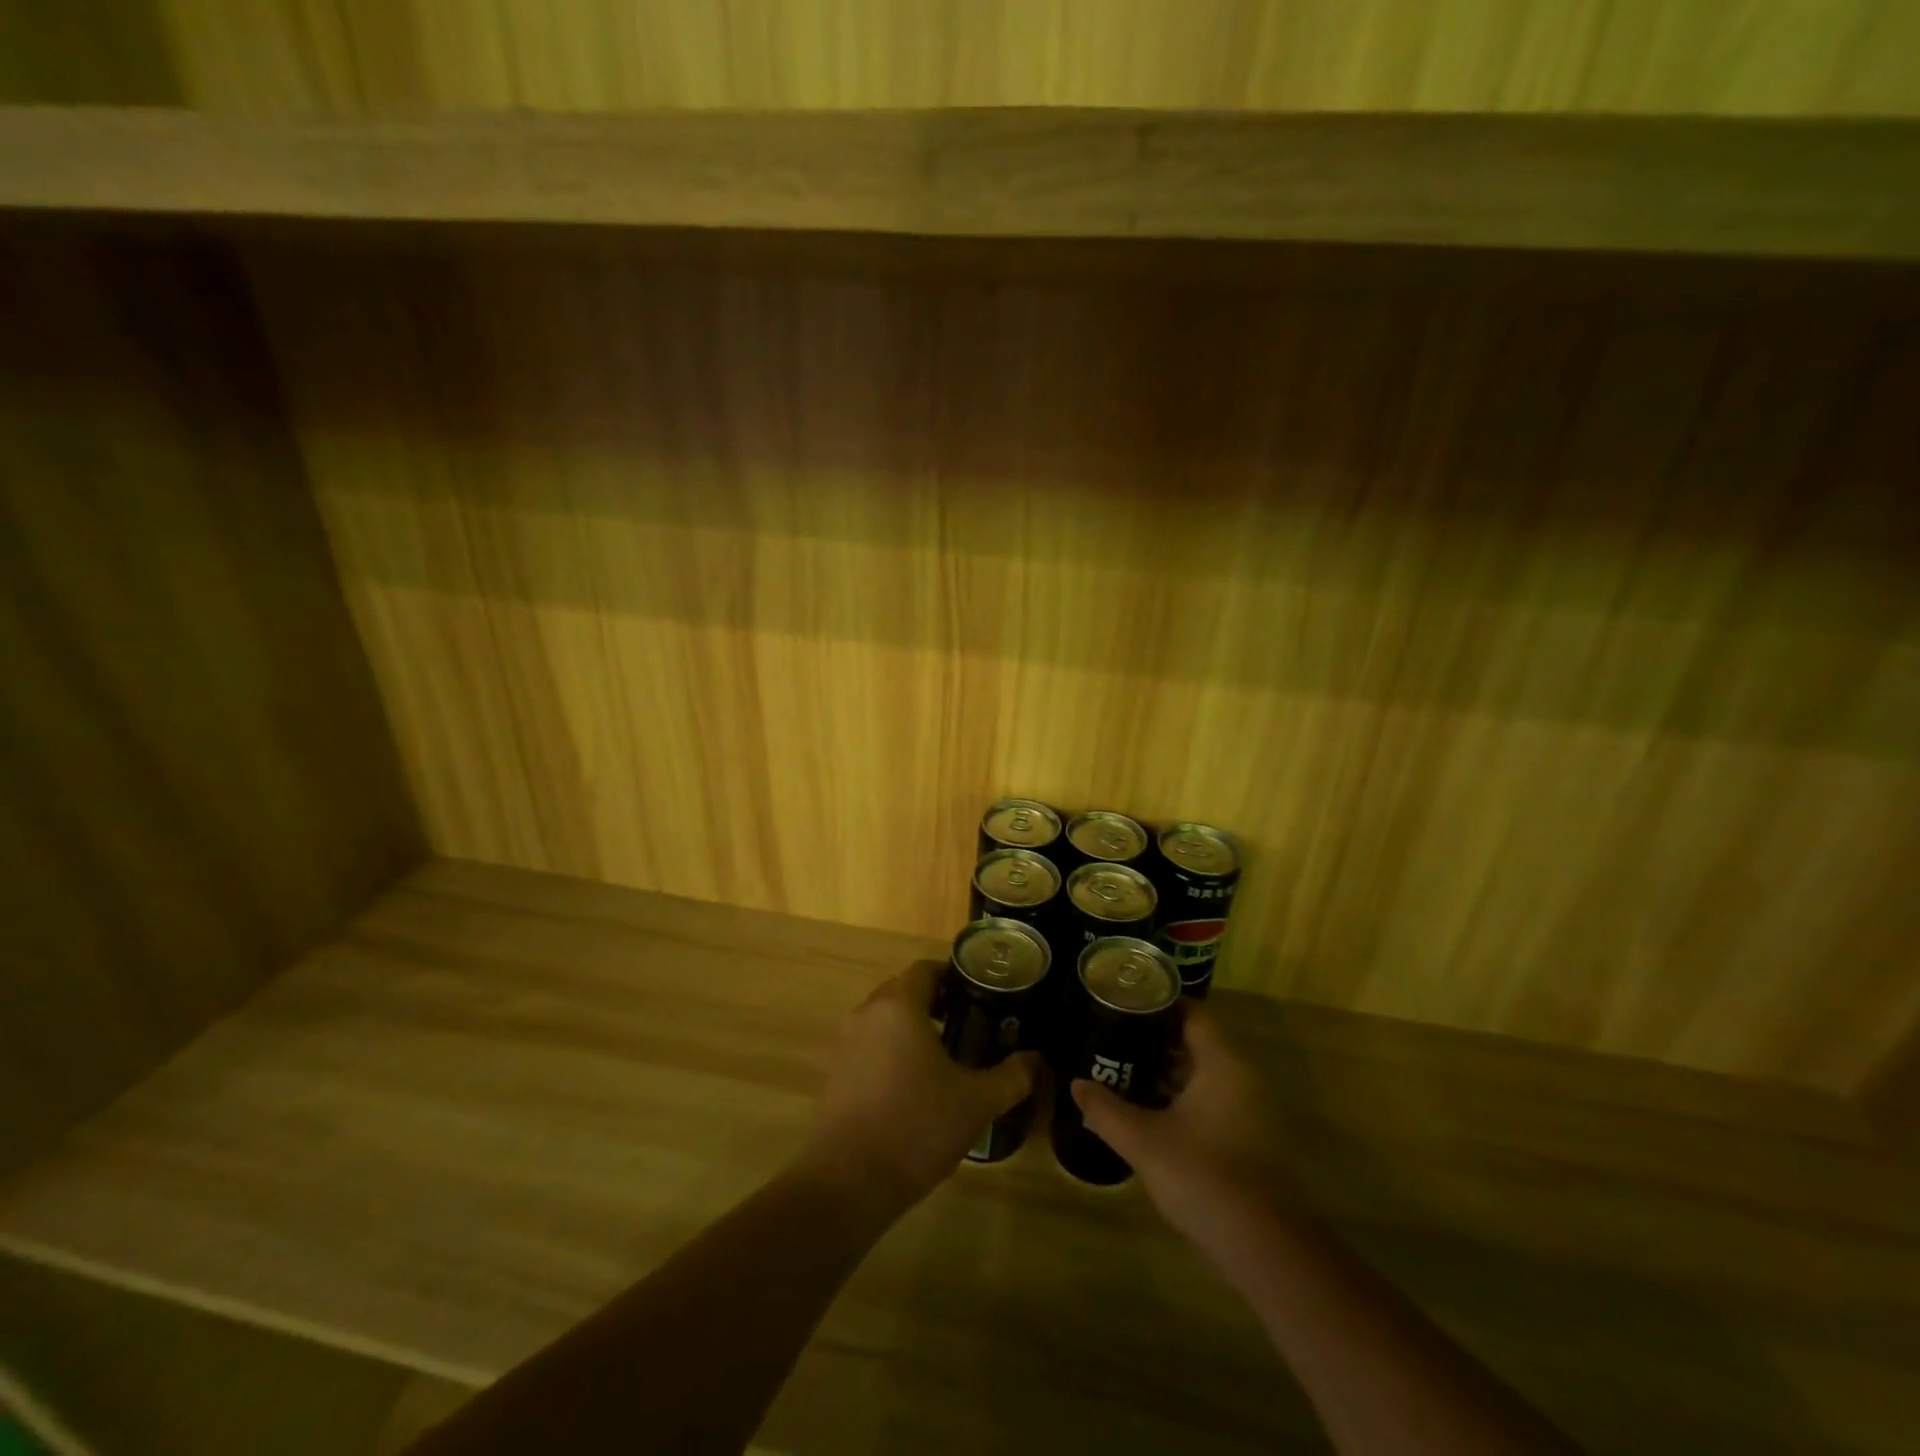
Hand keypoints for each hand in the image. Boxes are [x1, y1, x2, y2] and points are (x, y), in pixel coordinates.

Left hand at [800, 960, 1038, 1214]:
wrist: (847, 1182)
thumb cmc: (916, 1126)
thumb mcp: (976, 1103)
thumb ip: (1012, 1076)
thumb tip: (1036, 1059)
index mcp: (899, 1005)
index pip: (925, 969)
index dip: (952, 976)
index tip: (979, 994)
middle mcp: (867, 1013)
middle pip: (903, 990)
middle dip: (934, 1001)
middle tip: (968, 1023)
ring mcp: (845, 1043)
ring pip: (883, 1020)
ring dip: (911, 1027)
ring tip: (944, 1056)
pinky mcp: (834, 1073)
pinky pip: (868, 1046)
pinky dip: (890, 1051)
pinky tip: (913, 1086)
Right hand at [1071, 1006, 1300, 1260]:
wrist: (1268, 1251)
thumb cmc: (1205, 1178)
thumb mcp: (1144, 1142)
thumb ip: (1106, 1109)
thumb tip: (1076, 1084)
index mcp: (1223, 1063)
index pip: (1192, 1011)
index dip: (1157, 1002)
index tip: (1121, 1002)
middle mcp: (1242, 1077)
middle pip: (1196, 1040)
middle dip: (1153, 1038)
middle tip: (1112, 1036)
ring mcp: (1250, 1109)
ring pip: (1203, 1073)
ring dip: (1166, 1071)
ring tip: (1121, 1069)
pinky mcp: (1250, 1139)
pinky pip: (1211, 1099)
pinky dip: (1181, 1097)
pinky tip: (1150, 1111)